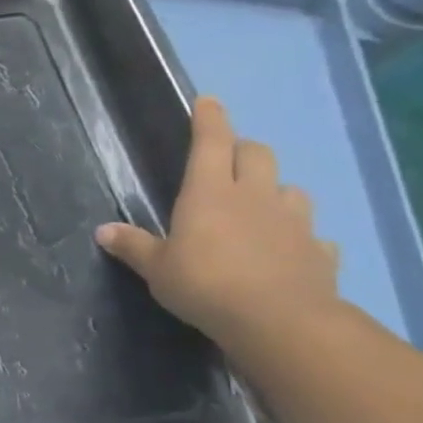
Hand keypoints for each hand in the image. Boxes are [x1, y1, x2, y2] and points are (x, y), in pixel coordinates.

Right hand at [95, 96, 341, 355]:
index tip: (207, 101)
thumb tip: (104, 231)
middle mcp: (255, 197)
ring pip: (291, 189)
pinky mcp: (318, 252)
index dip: (209, 119)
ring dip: (275, 190)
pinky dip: (300, 236)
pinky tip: (289, 250)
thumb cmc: (205, 284)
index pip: (211, 143)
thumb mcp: (156, 269)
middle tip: (228, 160)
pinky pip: (312, 235)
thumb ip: (134, 246)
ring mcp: (293, 223)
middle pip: (257, 154)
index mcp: (210, 193)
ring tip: (260, 206)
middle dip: (243, 150)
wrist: (279, 321)